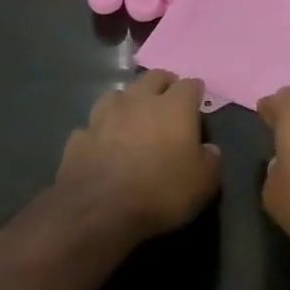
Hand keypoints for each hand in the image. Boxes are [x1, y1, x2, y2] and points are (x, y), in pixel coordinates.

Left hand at [57, 70, 221, 240]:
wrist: (99, 212)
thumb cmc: (160, 192)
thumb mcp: (203, 184)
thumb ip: (210, 161)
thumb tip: (209, 150)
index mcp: (174, 107)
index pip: (190, 85)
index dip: (196, 92)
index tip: (198, 102)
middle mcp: (138, 101)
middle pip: (153, 77)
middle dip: (163, 84)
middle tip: (168, 99)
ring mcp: (104, 116)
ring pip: (118, 94)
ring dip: (128, 101)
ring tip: (132, 116)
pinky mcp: (79, 136)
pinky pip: (92, 125)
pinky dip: (100, 131)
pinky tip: (102, 144)